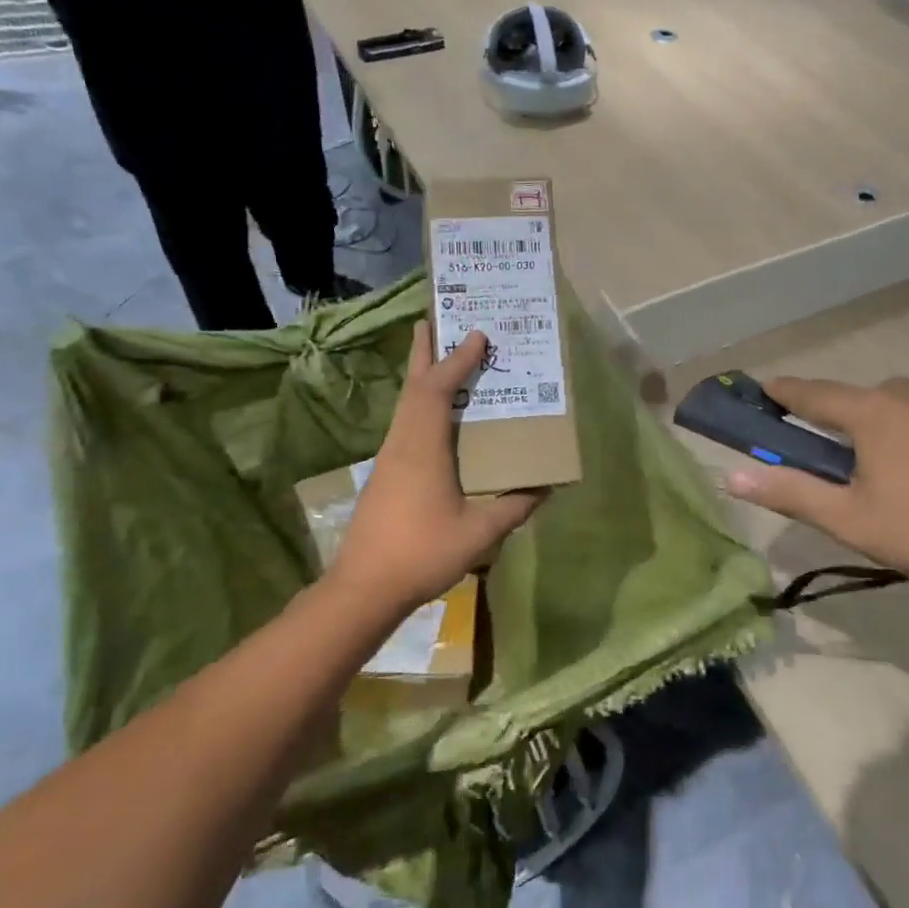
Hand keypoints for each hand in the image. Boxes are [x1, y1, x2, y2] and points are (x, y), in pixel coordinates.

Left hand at [329, 325, 546, 615]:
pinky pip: (405, 422)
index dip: (457, 360)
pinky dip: (419, 402)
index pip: (438, 389)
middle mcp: (402, 442)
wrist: (363, 587)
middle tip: (433, 320)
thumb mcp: (479, 534)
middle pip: (413, 386)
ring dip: (421, 375)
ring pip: (406, 404)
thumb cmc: (421, 554)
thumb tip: (546, 487)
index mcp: (423, 448)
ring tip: (436, 357)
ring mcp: (389, 457)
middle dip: (424, 351)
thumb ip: (513, 508)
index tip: (477, 335)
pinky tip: (433, 415)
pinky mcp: (385, 473)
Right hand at [725, 376, 908, 602]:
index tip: (760, 393)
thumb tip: (731, 477)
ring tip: (886, 475)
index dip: (781, 393)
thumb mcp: (852, 520)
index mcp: (873, 410)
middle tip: (829, 462)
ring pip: (900, 407)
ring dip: (880, 428)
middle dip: (835, 421)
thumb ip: (789, 492)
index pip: (810, 392)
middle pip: (858, 399)